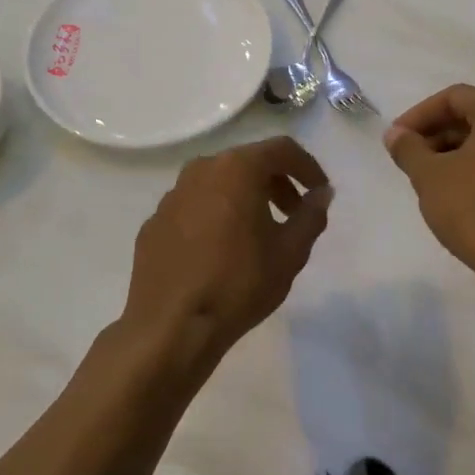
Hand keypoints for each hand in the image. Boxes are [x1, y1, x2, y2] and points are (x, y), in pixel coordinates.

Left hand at [122, 137, 333, 363]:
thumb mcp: (290, 252)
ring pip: (217, 184)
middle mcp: (200, 171)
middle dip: (276, 183)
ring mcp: (171, 196)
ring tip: (258, 234)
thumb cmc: (239, 283)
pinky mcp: (154, 223)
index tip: (320, 191)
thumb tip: (321, 193)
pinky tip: (221, 251)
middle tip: (293, 214)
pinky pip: (194, 208)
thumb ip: (311, 216)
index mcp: (236, 169)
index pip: (281, 149)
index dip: (307, 167)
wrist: (171, 325)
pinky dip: (215, 216)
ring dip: (244, 198)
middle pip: (247, 163)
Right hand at [383, 84, 474, 284]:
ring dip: (452, 150)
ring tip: (424, 176)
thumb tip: (395, 135)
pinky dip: (473, 165)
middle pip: (472, 115)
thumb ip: (408, 148)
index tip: (395, 140)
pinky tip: (452, 191)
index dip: (418, 116)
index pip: (453, 98)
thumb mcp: (429, 176)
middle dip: (435, 133)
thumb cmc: (474, 208)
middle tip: (407, 157)